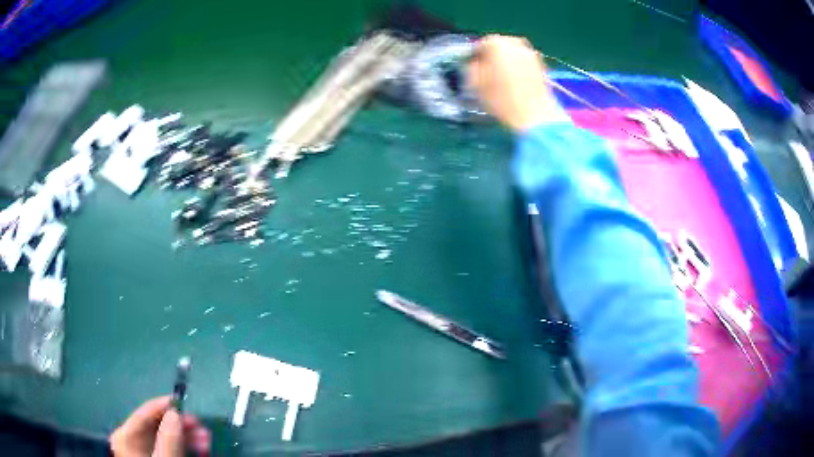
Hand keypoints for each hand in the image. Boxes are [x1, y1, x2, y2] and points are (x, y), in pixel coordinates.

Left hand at [110, 396, 210, 456]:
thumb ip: (168, 440)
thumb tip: (175, 414)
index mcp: (125, 437)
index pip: (144, 413)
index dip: (164, 405)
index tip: (184, 401)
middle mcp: (131, 439)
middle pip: (157, 425)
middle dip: (181, 425)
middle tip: (201, 425)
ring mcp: (143, 450)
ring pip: (166, 436)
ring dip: (187, 436)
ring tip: (206, 439)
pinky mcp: (154, 456)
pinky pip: (170, 447)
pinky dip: (185, 446)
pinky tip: (200, 448)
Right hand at [469, 35, 561, 131]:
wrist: (535, 116)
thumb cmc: (502, 99)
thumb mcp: (475, 84)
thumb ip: (471, 68)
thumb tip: (474, 64)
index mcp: (497, 44)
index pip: (481, 44)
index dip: (475, 55)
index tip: (472, 65)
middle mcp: (516, 44)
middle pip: (500, 45)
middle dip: (492, 55)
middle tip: (486, 70)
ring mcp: (531, 55)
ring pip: (514, 53)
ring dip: (506, 61)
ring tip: (501, 77)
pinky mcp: (541, 67)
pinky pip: (524, 63)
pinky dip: (518, 68)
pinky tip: (514, 82)